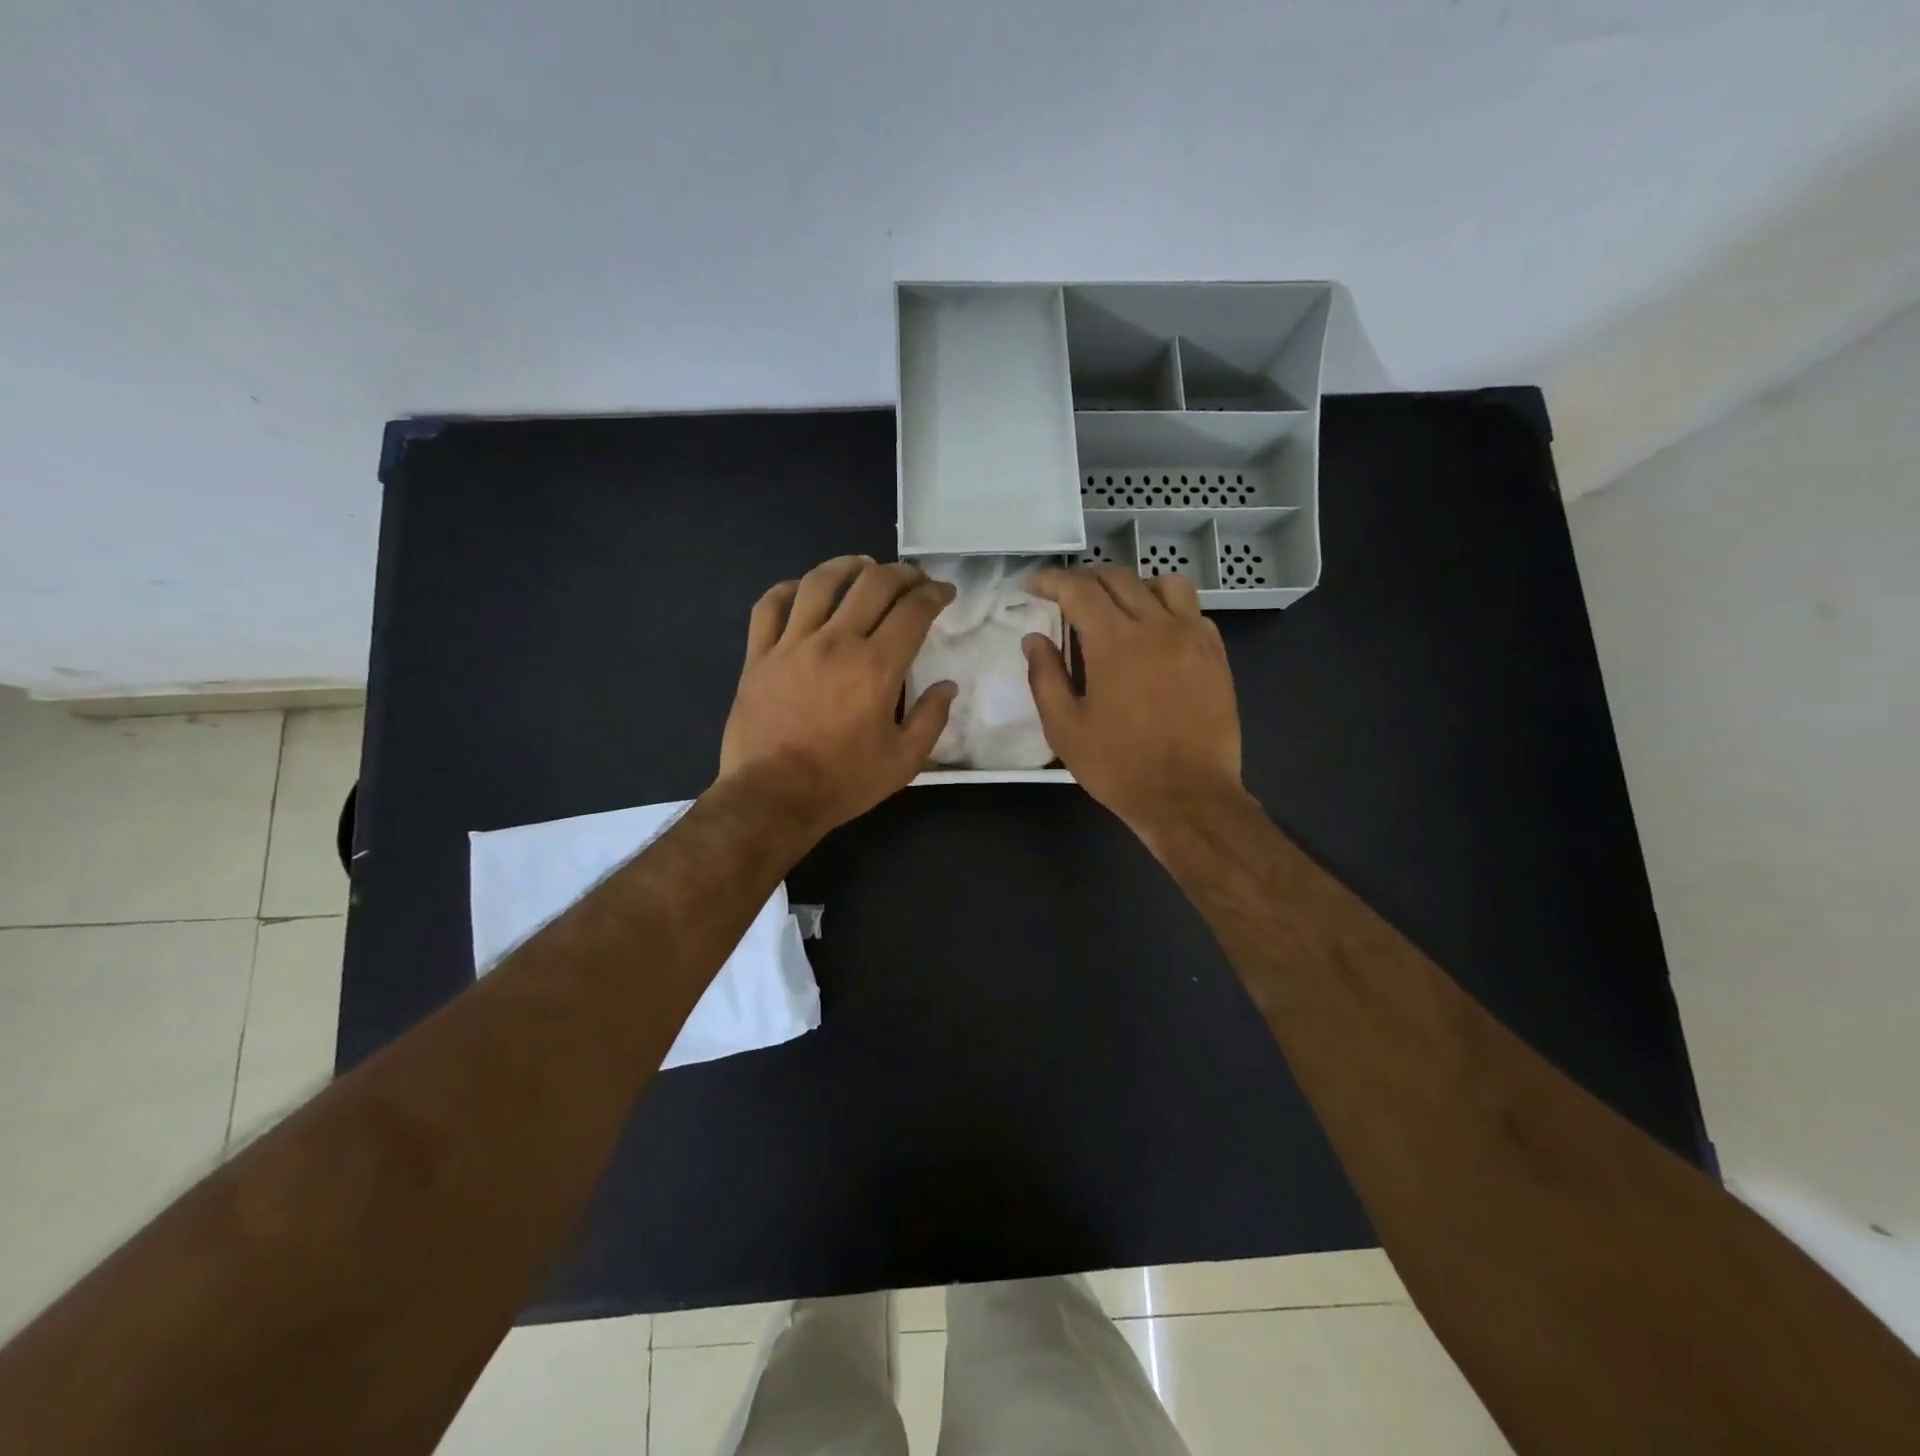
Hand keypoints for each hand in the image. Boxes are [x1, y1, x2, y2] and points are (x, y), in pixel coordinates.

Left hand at [718, 556, 957, 839]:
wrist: (772, 798)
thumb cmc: (843, 782)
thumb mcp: (903, 761)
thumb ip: (931, 719)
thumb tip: (947, 686)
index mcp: (876, 667)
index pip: (913, 610)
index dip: (934, 593)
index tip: (944, 592)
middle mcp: (836, 642)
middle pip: (872, 583)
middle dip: (902, 573)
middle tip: (913, 580)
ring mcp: (792, 644)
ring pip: (820, 582)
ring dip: (848, 565)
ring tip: (863, 566)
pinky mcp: (759, 655)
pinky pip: (770, 606)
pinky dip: (789, 588)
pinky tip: (803, 589)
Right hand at [1023, 565, 1244, 841]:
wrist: (1188, 797)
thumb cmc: (1119, 767)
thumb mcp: (1065, 729)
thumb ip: (1045, 677)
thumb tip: (1034, 639)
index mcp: (1114, 642)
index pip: (1078, 589)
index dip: (1051, 580)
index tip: (1033, 584)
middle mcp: (1156, 626)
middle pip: (1118, 578)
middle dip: (1086, 579)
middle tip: (1066, 594)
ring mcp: (1193, 637)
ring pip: (1164, 584)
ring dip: (1133, 586)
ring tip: (1118, 607)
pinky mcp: (1216, 655)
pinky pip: (1192, 611)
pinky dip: (1168, 610)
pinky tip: (1156, 635)